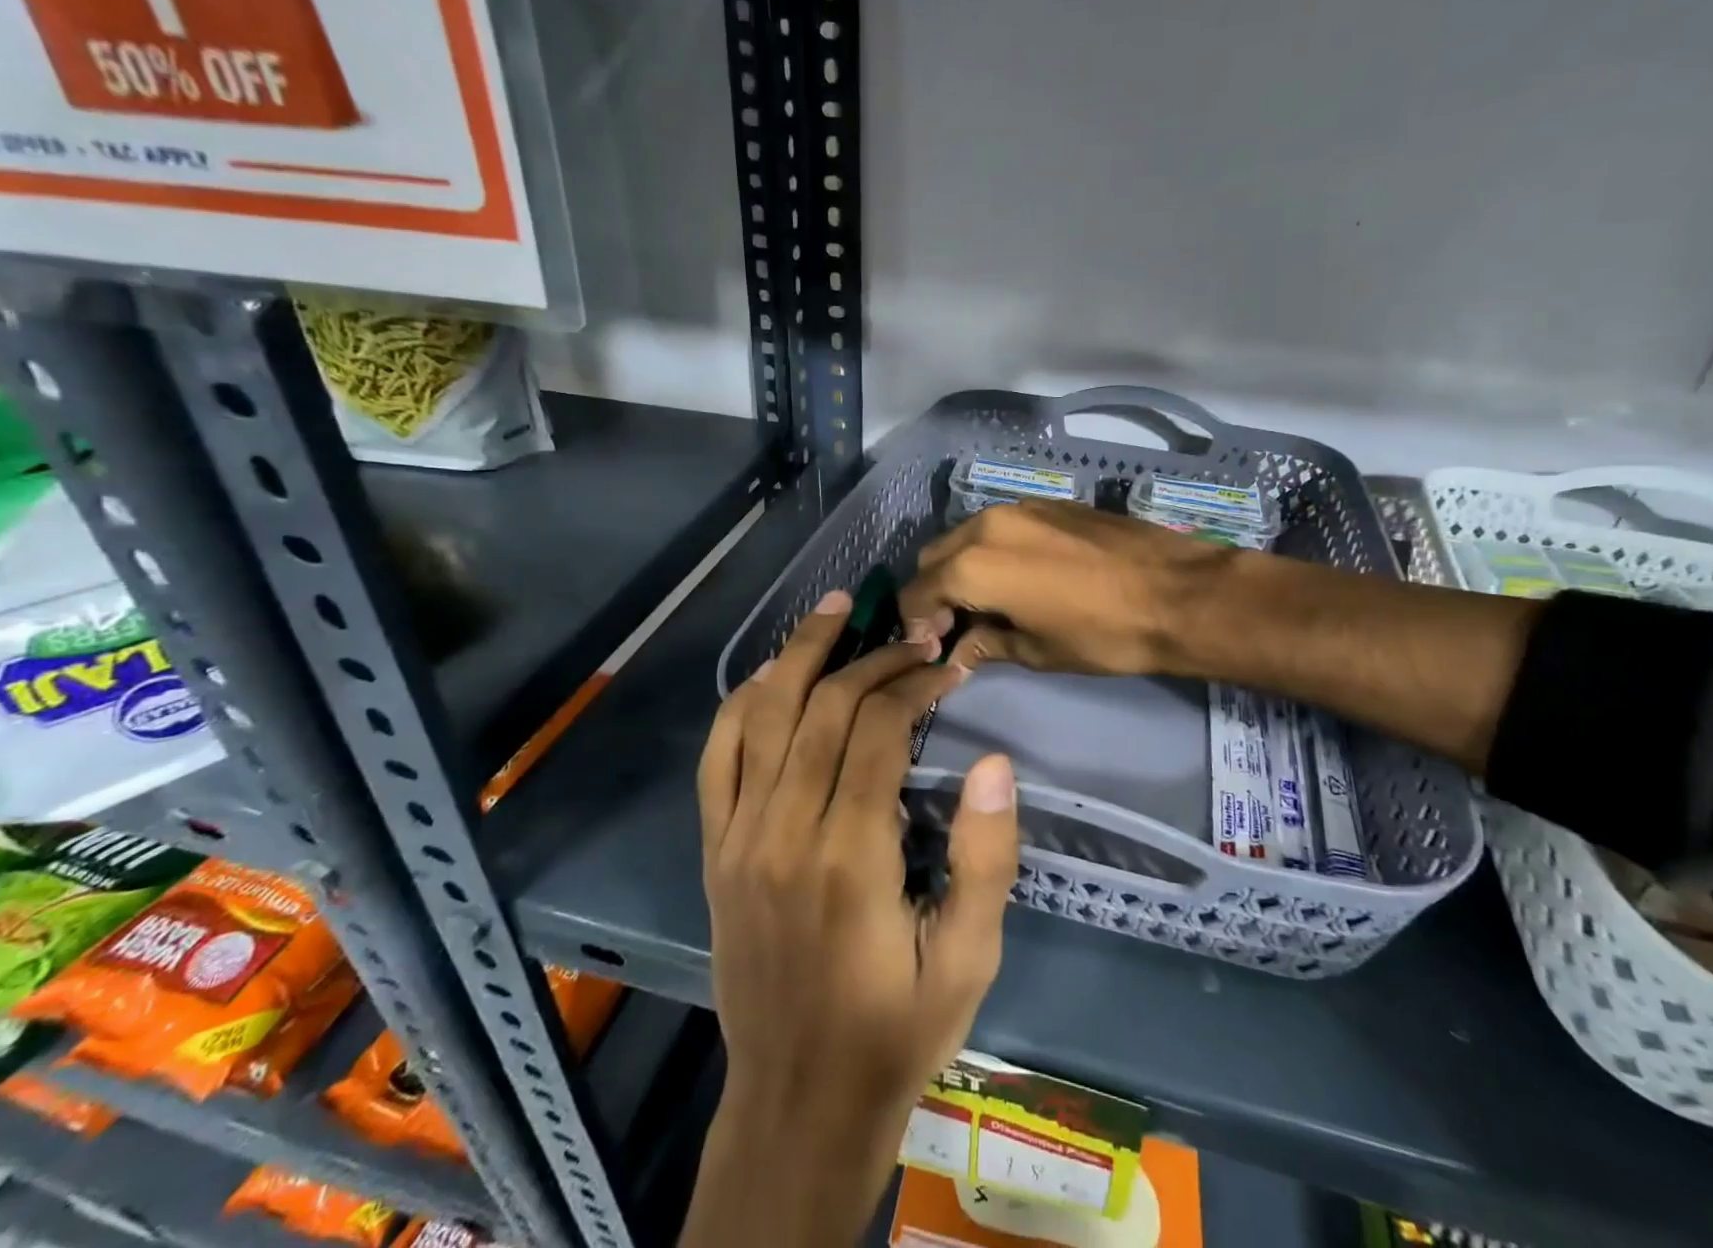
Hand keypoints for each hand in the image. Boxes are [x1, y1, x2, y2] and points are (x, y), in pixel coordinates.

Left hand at [684, 589, 1020, 1247]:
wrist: (798, 1103)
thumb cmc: (897, 1029)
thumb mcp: (970, 958)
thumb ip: (985, 858)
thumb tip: (997, 764)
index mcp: (849, 858)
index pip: (877, 729)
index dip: (914, 683)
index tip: (947, 666)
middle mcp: (783, 832)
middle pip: (823, 708)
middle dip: (871, 658)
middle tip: (912, 634)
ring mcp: (738, 836)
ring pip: (763, 715)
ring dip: (799, 653)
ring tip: (836, 609)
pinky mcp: (715, 848)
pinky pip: (717, 756)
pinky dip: (741, 703)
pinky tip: (769, 673)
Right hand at [900, 499, 1232, 675]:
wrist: (1179, 593)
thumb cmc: (1103, 634)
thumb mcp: (1037, 651)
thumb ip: (985, 645)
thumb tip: (957, 652)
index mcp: (974, 565)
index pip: (917, 592)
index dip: (915, 625)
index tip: (932, 649)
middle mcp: (985, 525)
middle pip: (934, 557)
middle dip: (934, 593)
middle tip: (955, 628)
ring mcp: (1019, 507)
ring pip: (965, 536)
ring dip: (961, 569)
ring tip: (987, 603)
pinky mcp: (1049, 502)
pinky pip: (1000, 526)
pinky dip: (992, 551)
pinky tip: (1020, 577)